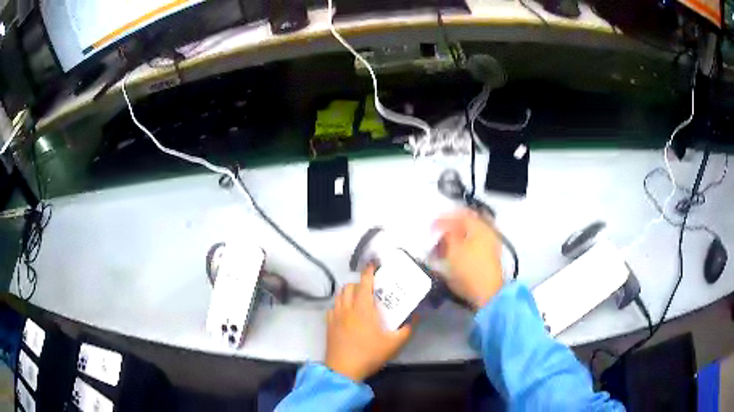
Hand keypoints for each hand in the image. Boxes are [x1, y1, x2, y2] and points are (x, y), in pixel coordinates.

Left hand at [325, 266, 414, 381]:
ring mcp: (335, 316)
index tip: (374, 264)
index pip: (364, 283)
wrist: (343, 370)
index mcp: (362, 308)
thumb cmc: (369, 354)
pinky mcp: (328, 325)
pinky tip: (347, 313)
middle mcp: (347, 308)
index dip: (369, 271)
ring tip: (359, 299)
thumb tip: (416, 317)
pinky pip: (333, 307)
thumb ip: (407, 329)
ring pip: (340, 295)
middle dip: (359, 283)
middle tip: (371, 288)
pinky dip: (340, 304)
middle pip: (349, 286)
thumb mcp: (394, 344)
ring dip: (349, 292)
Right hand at [434, 209, 503, 309]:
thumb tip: (444, 229)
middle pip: (466, 223)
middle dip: (450, 228)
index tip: (431, 226)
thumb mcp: (452, 250)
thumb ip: (447, 235)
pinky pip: (473, 244)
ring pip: (470, 234)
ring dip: (456, 238)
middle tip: (436, 235)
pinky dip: (462, 246)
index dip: (443, 218)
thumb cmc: (468, 270)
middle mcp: (488, 231)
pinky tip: (453, 254)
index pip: (459, 214)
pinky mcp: (490, 256)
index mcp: (479, 226)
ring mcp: (491, 244)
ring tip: (442, 247)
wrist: (488, 293)